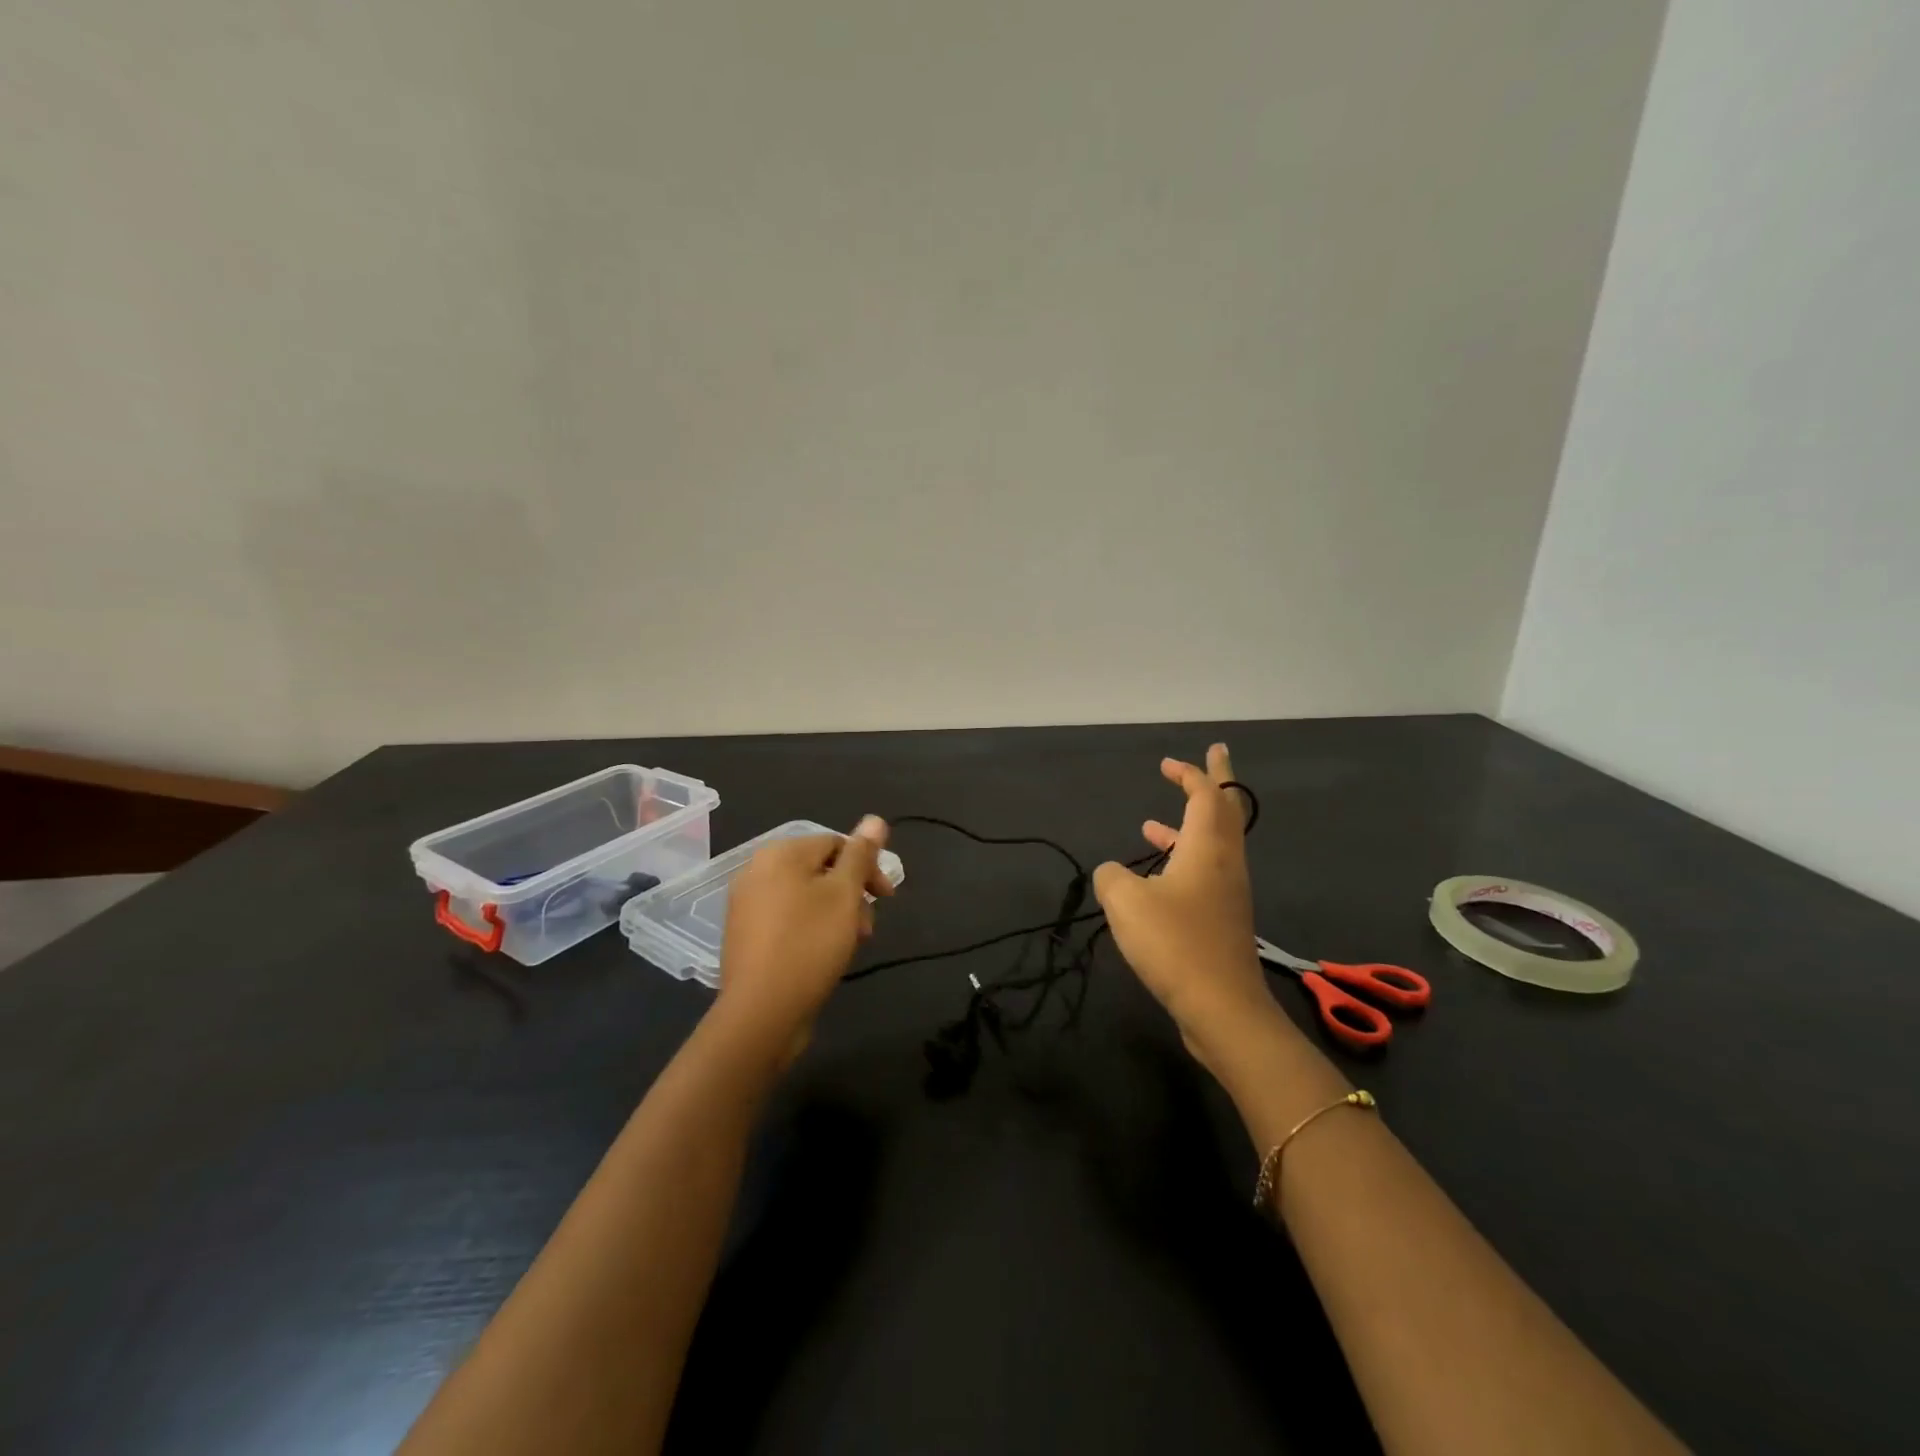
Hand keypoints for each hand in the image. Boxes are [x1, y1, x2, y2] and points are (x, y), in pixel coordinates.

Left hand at [715, 816, 892, 1061]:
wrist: (761, 1013)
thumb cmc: (809, 944)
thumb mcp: (844, 895)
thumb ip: (861, 854)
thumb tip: (875, 818)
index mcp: (780, 854)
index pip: (836, 843)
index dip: (867, 867)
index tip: (888, 898)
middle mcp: (757, 871)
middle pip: (821, 870)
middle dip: (852, 894)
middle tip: (868, 928)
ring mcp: (747, 905)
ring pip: (806, 897)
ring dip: (836, 914)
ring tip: (850, 945)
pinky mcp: (746, 936)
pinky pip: (788, 919)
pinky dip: (812, 929)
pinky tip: (824, 955)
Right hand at [1093, 745, 1281, 1076]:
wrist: (1221, 1008)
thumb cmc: (1174, 943)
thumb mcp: (1125, 901)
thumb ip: (1111, 876)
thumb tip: (1112, 873)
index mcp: (1208, 847)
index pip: (1205, 795)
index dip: (1190, 773)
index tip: (1170, 762)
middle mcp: (1226, 863)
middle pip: (1226, 811)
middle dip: (1216, 782)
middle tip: (1210, 758)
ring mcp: (1228, 893)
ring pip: (1213, 845)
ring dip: (1188, 827)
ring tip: (1153, 823)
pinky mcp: (1222, 920)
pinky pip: (1204, 874)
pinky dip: (1181, 861)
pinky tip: (1151, 880)